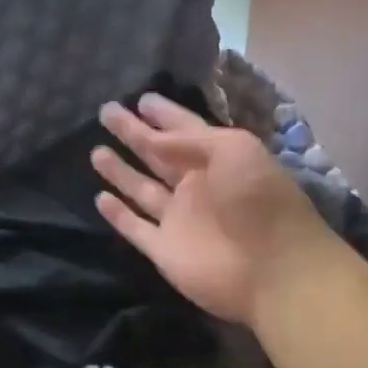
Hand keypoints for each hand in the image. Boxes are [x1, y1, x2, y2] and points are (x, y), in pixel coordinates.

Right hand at [91, 93, 333, 323]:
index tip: (141, 98)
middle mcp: (197, 186)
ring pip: (142, 190)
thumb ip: (189, 140)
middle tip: (106, 112)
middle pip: (158, 155)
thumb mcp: (233, 150)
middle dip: (134, 134)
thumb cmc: (258, 200)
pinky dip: (119, 215)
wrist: (272, 269)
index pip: (185, 130)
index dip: (164, 114)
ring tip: (96, 151)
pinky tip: (100, 198)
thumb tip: (151, 139)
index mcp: (219, 160)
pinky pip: (135, 228)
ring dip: (120, 172)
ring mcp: (179, 220)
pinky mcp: (164, 250)